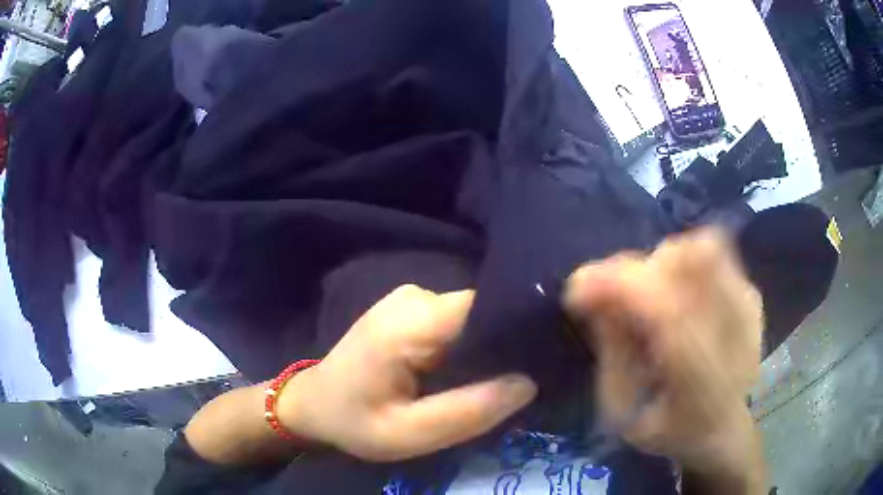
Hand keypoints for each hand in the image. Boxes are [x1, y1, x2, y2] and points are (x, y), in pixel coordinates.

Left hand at [277, 285, 537, 461]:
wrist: (314, 403)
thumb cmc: (354, 421)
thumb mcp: (407, 434)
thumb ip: (466, 413)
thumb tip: (528, 383)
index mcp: (409, 323)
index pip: (484, 307)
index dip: (518, 330)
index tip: (545, 358)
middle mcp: (415, 297)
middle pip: (482, 310)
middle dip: (506, 344)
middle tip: (527, 379)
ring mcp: (412, 298)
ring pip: (473, 316)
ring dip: (490, 346)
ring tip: (501, 379)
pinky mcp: (412, 308)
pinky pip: (458, 320)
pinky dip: (472, 344)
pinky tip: (474, 369)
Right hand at [564, 229, 763, 475]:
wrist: (726, 430)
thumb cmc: (670, 432)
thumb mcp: (624, 414)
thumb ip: (611, 352)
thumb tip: (591, 292)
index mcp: (701, 384)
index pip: (667, 312)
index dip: (619, 285)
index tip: (577, 289)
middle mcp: (735, 337)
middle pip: (684, 263)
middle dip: (635, 272)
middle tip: (613, 297)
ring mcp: (749, 310)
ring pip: (698, 249)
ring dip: (659, 267)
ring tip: (648, 300)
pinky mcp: (752, 296)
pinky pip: (712, 255)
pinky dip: (682, 269)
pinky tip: (677, 301)